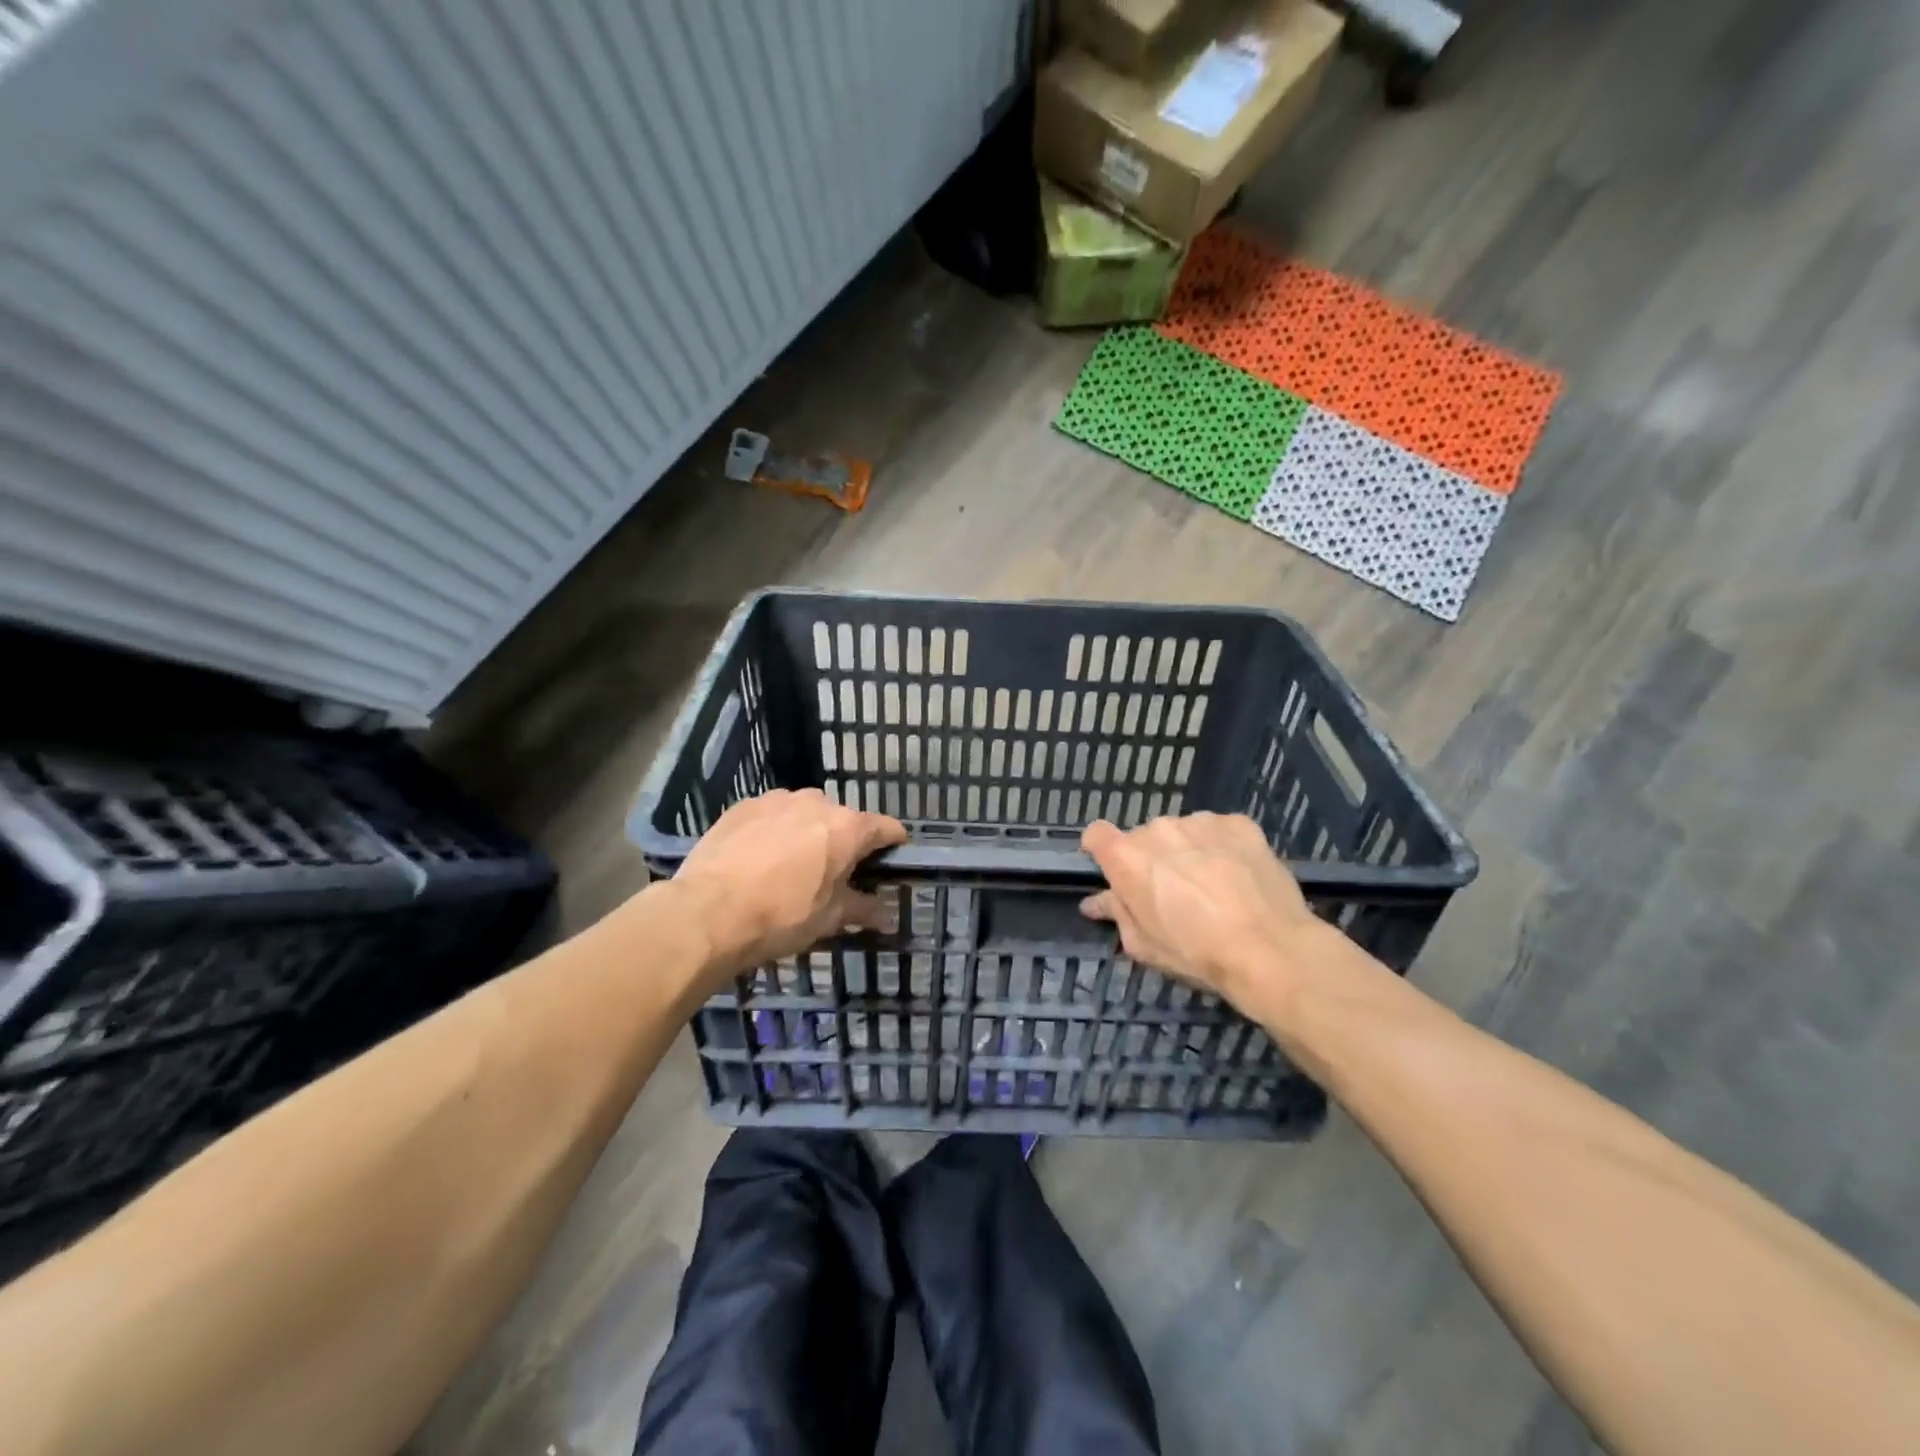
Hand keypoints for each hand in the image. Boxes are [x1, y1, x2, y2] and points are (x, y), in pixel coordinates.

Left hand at [670, 789, 906, 975]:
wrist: (708, 912)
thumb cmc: (781, 916)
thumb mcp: (828, 918)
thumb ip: (862, 909)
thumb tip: (887, 914)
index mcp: (847, 828)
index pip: (887, 828)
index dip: (893, 846)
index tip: (889, 864)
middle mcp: (817, 802)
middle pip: (844, 820)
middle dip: (844, 843)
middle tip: (833, 875)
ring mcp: (778, 799)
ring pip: (806, 813)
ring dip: (808, 833)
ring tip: (791, 866)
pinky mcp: (744, 805)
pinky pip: (772, 814)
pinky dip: (775, 831)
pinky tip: (759, 858)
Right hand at [1080, 814, 1321, 1010]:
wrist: (1269, 949)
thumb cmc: (1195, 952)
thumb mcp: (1143, 945)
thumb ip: (1116, 914)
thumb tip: (1095, 902)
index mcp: (1126, 857)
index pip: (1096, 834)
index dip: (1102, 850)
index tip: (1116, 871)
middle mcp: (1158, 829)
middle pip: (1145, 837)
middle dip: (1152, 859)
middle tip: (1173, 892)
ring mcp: (1200, 821)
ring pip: (1183, 832)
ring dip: (1188, 851)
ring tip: (1212, 885)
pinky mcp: (1238, 823)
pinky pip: (1219, 831)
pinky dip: (1222, 847)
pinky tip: (1238, 875)